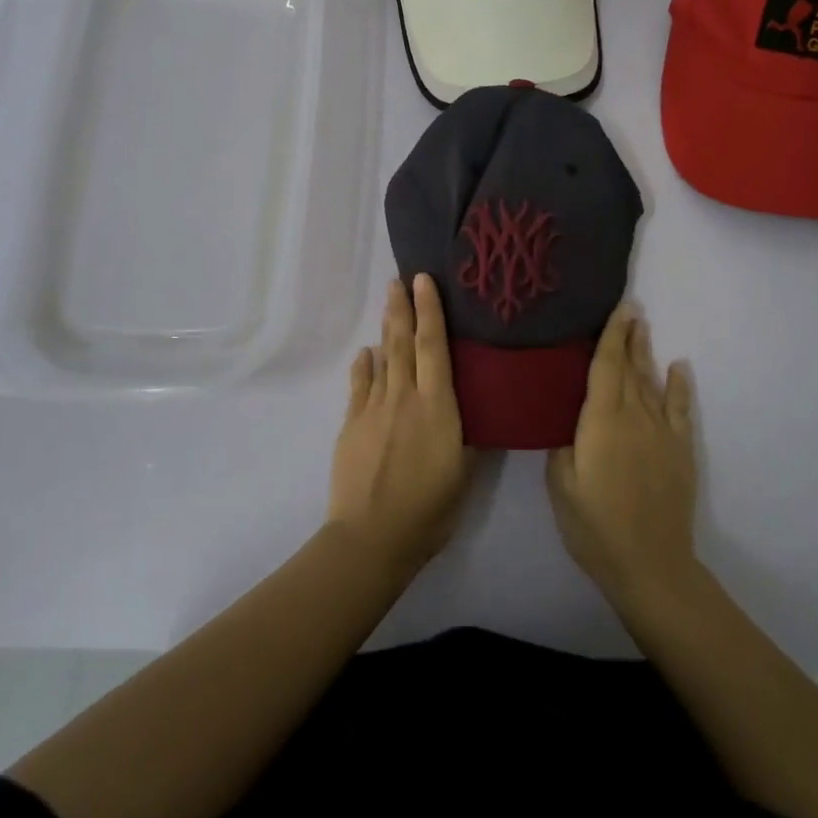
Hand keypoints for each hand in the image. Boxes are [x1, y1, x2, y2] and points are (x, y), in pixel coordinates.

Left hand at [327, 275, 473, 578]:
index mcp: (437, 406)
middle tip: (399, 279)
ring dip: (386, 330)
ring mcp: (373, 409)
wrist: (371, 538)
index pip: (434, 347)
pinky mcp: (351, 425)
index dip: (430, 311)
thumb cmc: (429, 510)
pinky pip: (359, 386)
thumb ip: (466, 437)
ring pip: (381, 359)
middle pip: (403, 343)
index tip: (424, 281)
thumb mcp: (464, 474)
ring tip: (388, 304)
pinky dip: (364, 366)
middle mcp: (404, 398)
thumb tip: (466, 413)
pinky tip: (366, 355)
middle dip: (402, 308)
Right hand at [546, 304, 696, 604]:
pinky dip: (680, 385)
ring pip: (652, 382)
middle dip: (629, 337)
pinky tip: (679, 367)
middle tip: (630, 309)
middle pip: (631, 368)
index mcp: (602, 421)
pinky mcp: (680, 450)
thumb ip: (562, 444)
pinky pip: (681, 409)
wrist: (650, 563)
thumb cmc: (595, 526)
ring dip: (647, 353)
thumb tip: (568, 420)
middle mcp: (635, 417)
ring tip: (644, 327)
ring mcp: (662, 432)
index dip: (611, 336)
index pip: (606, 367)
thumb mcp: (560, 485)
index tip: (618, 309)